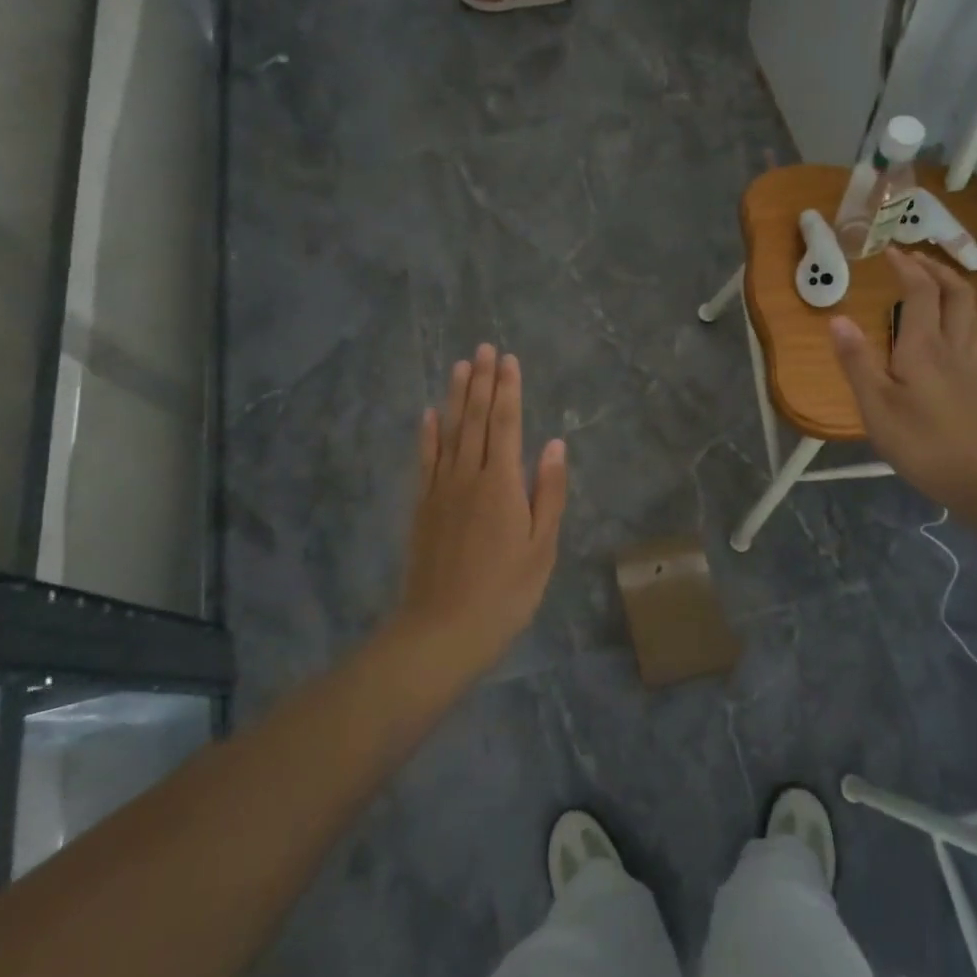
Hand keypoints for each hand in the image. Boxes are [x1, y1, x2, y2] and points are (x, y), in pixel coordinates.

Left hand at [397, 344, 567, 669]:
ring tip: (461, 365)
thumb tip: (555, 444)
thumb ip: (548, 491)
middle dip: (482, 381)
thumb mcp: (542, 546)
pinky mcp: (422, 505)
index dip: (508, 389)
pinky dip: (427, 434)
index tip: (509, 359)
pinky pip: (425, 459)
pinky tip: (429, 414)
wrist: (444, 628)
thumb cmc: (505, 590)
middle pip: (476, 418)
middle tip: (484, 348)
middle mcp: (468, 475)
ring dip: (456, 396)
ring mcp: (440, 488)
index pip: (506, 423)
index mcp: (502, 482)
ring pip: (449, 431)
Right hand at [830, 248, 976, 505]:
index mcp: (924, 344)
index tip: (889, 252)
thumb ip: (856, 360)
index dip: (907, 266)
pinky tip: (949, 330)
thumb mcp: (875, 403)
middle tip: (915, 260)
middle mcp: (953, 344)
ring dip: (953, 288)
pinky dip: (960, 315)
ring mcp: (972, 363)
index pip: (921, 290)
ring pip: (971, 311)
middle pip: (957, 292)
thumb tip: (837, 319)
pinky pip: (974, 332)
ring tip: (933, 284)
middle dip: (937, 268)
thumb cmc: (921, 440)